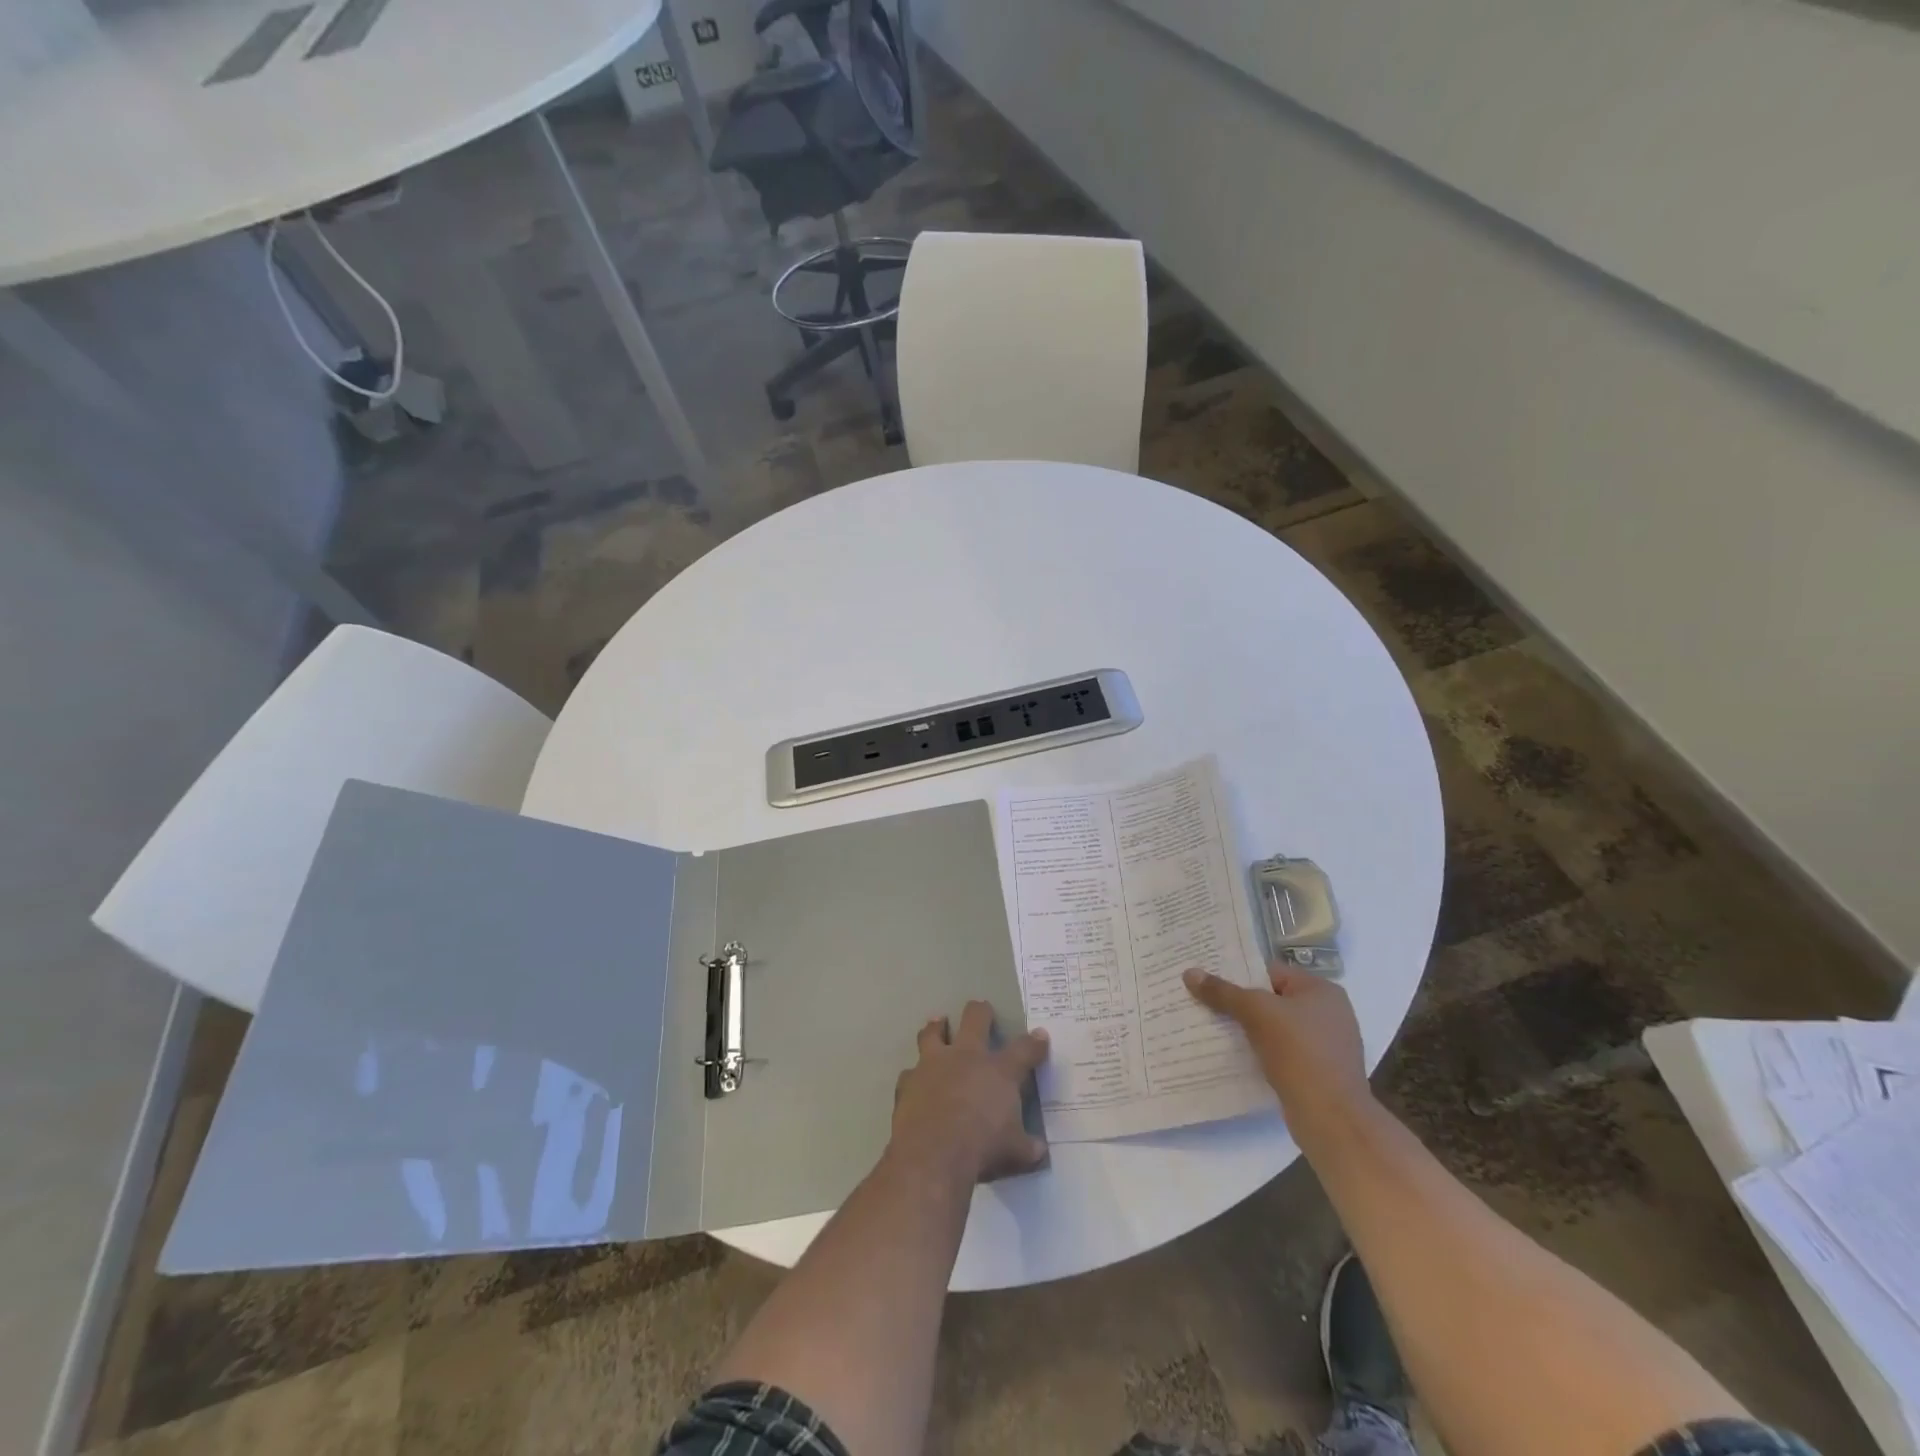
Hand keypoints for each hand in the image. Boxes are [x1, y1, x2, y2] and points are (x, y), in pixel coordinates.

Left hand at [891, 1001, 1048, 1184]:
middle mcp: (966, 1057)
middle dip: (981, 1012)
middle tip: (982, 1008)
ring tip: (938, 1022)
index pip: (1024, 1049)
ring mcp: (934, 1065)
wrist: (932, 1154)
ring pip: (934, 1033)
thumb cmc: (982, 1149)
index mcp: (999, 1070)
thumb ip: (1028, 1147)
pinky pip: (910, 1073)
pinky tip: (914, 1080)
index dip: (1034, 1042)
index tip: (1041, 1036)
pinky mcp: (909, 1082)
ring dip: (937, 1027)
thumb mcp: (1015, 1152)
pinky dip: (914, 1076)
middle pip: (975, 1019)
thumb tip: (1039, 1150)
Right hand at [1183, 964, 1371, 1132]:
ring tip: (1213, 1028)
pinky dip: (1261, 1052)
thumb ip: (1223, 992)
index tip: (1209, 980)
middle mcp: (1329, 1014)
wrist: (1331, 1118)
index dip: (1239, 974)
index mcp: (1322, 991)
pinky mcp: (1319, 1073)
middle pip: (1272, 1000)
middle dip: (1240, 1004)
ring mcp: (1326, 1046)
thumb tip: (1189, 973)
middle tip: (1205, 1002)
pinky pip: (1282, 1053)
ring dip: (1249, 1030)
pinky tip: (1236, 1055)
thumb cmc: (1298, 1052)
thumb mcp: (1255, 1013)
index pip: (1271, 972)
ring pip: (1275, 1028)